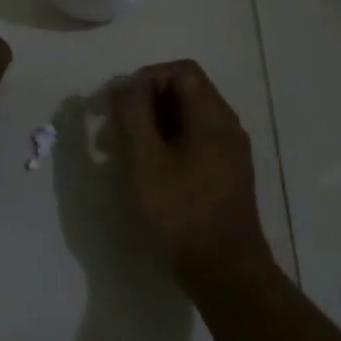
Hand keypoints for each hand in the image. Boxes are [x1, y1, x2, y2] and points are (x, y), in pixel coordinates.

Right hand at [112, 60, 272, 283]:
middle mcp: (226, 126)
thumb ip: (134, 116)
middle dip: (144, 103)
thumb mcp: (147, 160)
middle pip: (185, 93)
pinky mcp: (224, 175)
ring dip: (151, 126)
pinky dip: (166, 145)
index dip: (145, 78)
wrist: (224, 268)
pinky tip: (145, 170)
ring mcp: (228, 152)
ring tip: (119, 151)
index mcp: (212, 116)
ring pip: (187, 120)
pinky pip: (193, 143)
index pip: (181, 71)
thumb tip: (125, 84)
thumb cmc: (182, 211)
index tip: (117, 104)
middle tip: (111, 128)